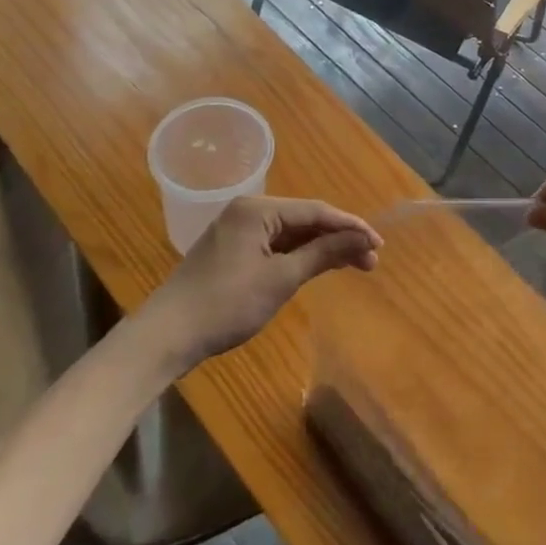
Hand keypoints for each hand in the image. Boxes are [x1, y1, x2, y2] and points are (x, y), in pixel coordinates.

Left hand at [154, 198, 379, 367]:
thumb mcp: (281, 279)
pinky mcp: (234, 249)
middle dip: (339, 238)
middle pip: (305, 219)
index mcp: (257, 208)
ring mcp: (239, 229)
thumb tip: (362, 240)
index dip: (350, 227)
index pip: (316, 211)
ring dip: (322, 248)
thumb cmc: (227, 305)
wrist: (167, 336)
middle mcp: (248, 210)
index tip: (379, 244)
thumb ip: (323, 254)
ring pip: (292, 233)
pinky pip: (276, 245)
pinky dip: (300, 256)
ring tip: (355, 265)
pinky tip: (320, 266)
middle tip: (371, 260)